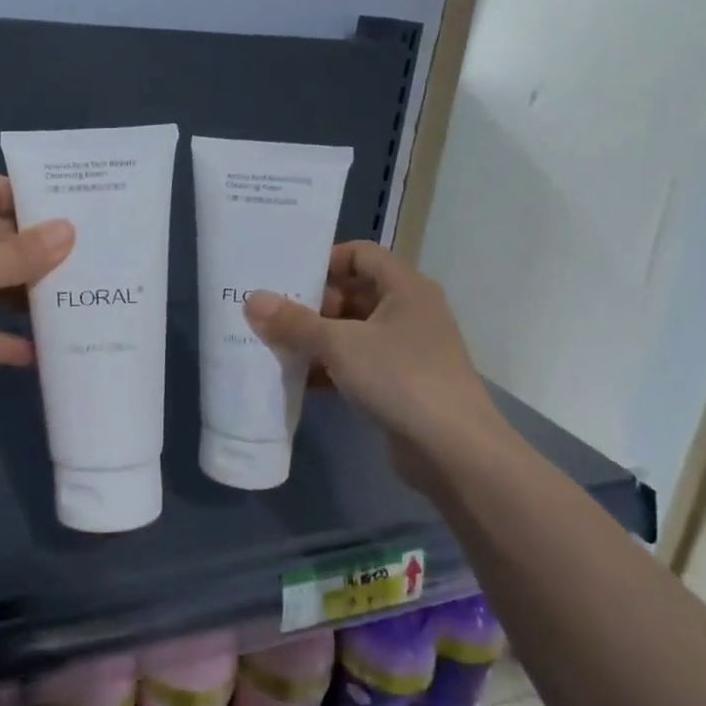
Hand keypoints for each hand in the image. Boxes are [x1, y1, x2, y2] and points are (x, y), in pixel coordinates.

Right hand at [243, 242, 512, 473]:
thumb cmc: (400, 378)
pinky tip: (296, 379)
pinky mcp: (399, 383)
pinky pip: (357, 363)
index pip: (360, 254)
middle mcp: (408, 311)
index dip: (325, 260)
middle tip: (270, 313)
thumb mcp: (340, 345)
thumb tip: (252, 299)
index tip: (287, 277)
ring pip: (352, 331)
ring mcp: (406, 349)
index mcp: (405, 288)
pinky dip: (329, 367)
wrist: (453, 451)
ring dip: (316, 338)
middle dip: (312, 304)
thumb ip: (295, 322)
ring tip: (273, 344)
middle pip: (353, 293)